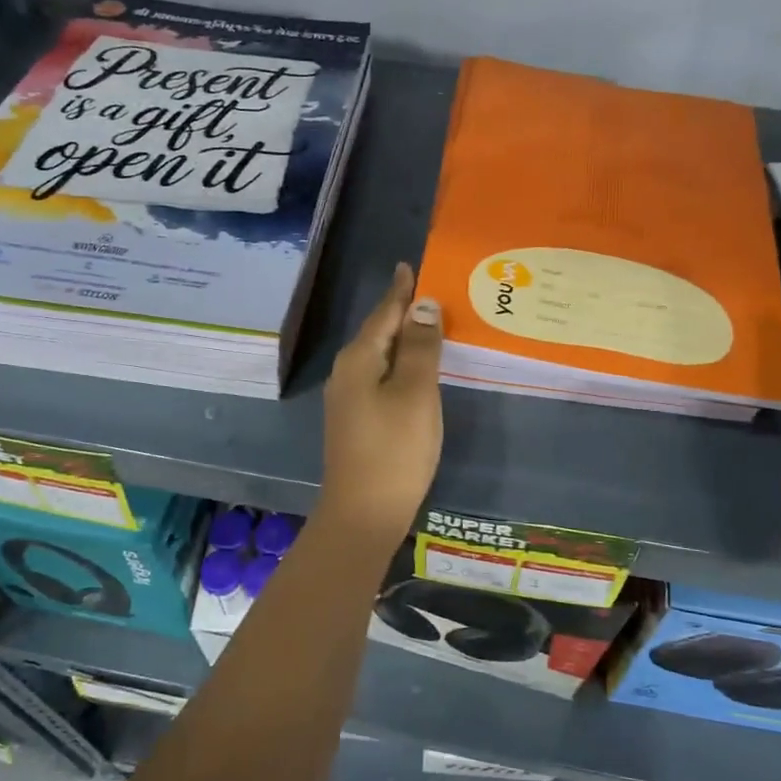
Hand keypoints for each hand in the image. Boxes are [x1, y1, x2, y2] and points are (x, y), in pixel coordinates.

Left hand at [320, 262, 443, 538]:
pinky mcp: (356, 421)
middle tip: (434, 293)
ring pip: (380, 357)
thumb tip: (423, 304)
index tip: (410, 265)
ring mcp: (348, 399)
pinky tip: (417, 371)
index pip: (384, 313)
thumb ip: (421, 347)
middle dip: (404, 312)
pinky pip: (381, 378)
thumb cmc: (395, 450)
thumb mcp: (416, 393)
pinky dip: (401, 366)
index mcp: (359, 359)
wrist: (364, 514)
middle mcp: (347, 373)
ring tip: (432, 326)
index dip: (401, 290)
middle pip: (380, 333)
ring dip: (405, 341)